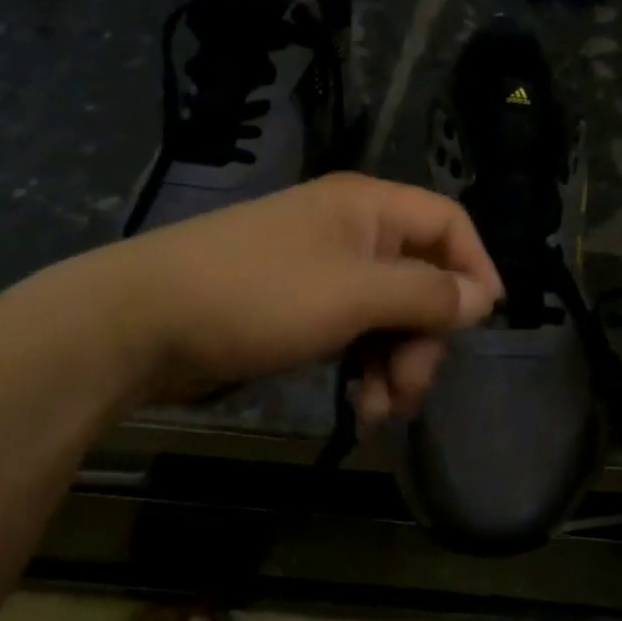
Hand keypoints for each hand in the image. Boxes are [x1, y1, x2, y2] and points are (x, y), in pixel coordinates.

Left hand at [81, 173, 502, 421]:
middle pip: (421, 280)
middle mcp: (352, 233)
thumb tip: (482, 299)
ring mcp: (324, 273)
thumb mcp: (354, 295)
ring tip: (379, 411)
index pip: (448, 224)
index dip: (474, 269)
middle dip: (425, 339)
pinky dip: (365, 370)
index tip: (482, 324)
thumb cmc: (257, 296)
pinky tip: (358, 408)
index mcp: (368, 209)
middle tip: (411, 390)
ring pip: (390, 316)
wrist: (139, 324)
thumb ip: (426, 295)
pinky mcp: (300, 310)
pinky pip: (355, 335)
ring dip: (397, 365)